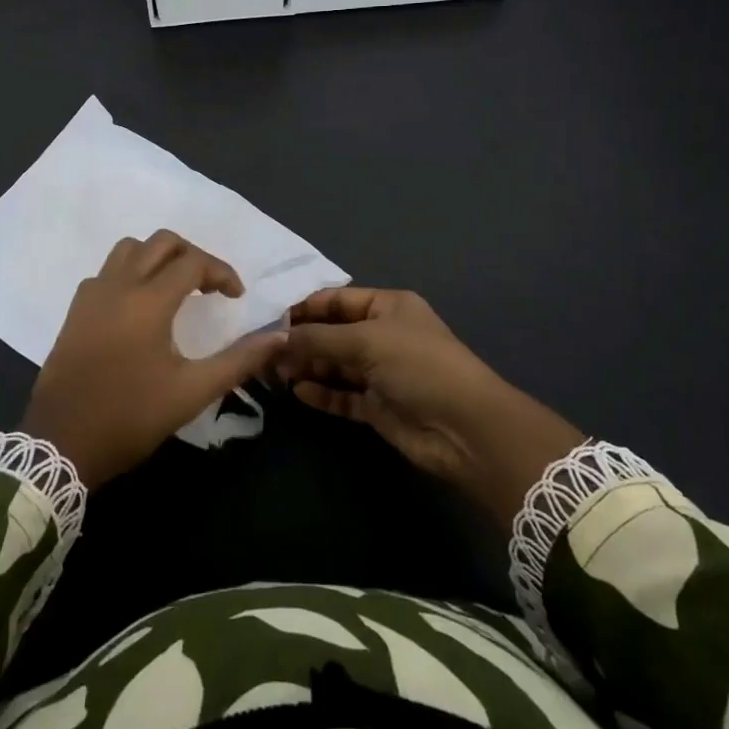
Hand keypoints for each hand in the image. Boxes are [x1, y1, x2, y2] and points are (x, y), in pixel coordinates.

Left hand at [21, 231, 285, 487]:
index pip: (193, 262)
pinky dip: (130, 272)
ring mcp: (91, 295)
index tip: (236, 297)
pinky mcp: (75, 311)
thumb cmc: (130, 416)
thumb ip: (238, 361)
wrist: (61, 443)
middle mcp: (118, 286)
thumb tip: (278, 336)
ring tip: (176, 288)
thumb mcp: (192, 392)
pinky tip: (139, 306)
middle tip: (209, 287)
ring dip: (158, 257)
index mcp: (148, 301)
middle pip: (161, 242)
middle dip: (192, 256)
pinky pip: (106, 271)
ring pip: (128, 249)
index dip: (221, 272)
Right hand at [275, 287, 585, 521]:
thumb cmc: (419, 366)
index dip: (304, 308)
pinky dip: (321, 393)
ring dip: (307, 367)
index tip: (268, 319)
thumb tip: (275, 339)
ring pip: (334, 365)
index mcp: (387, 307)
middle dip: (300, 340)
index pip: (336, 300)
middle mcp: (383, 335)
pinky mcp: (378, 406)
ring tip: (272, 372)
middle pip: (332, 333)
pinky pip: (342, 395)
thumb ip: (318, 339)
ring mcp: (381, 372)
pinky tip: (297, 392)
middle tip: (262, 350)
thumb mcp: (366, 341)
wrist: (466, 429)